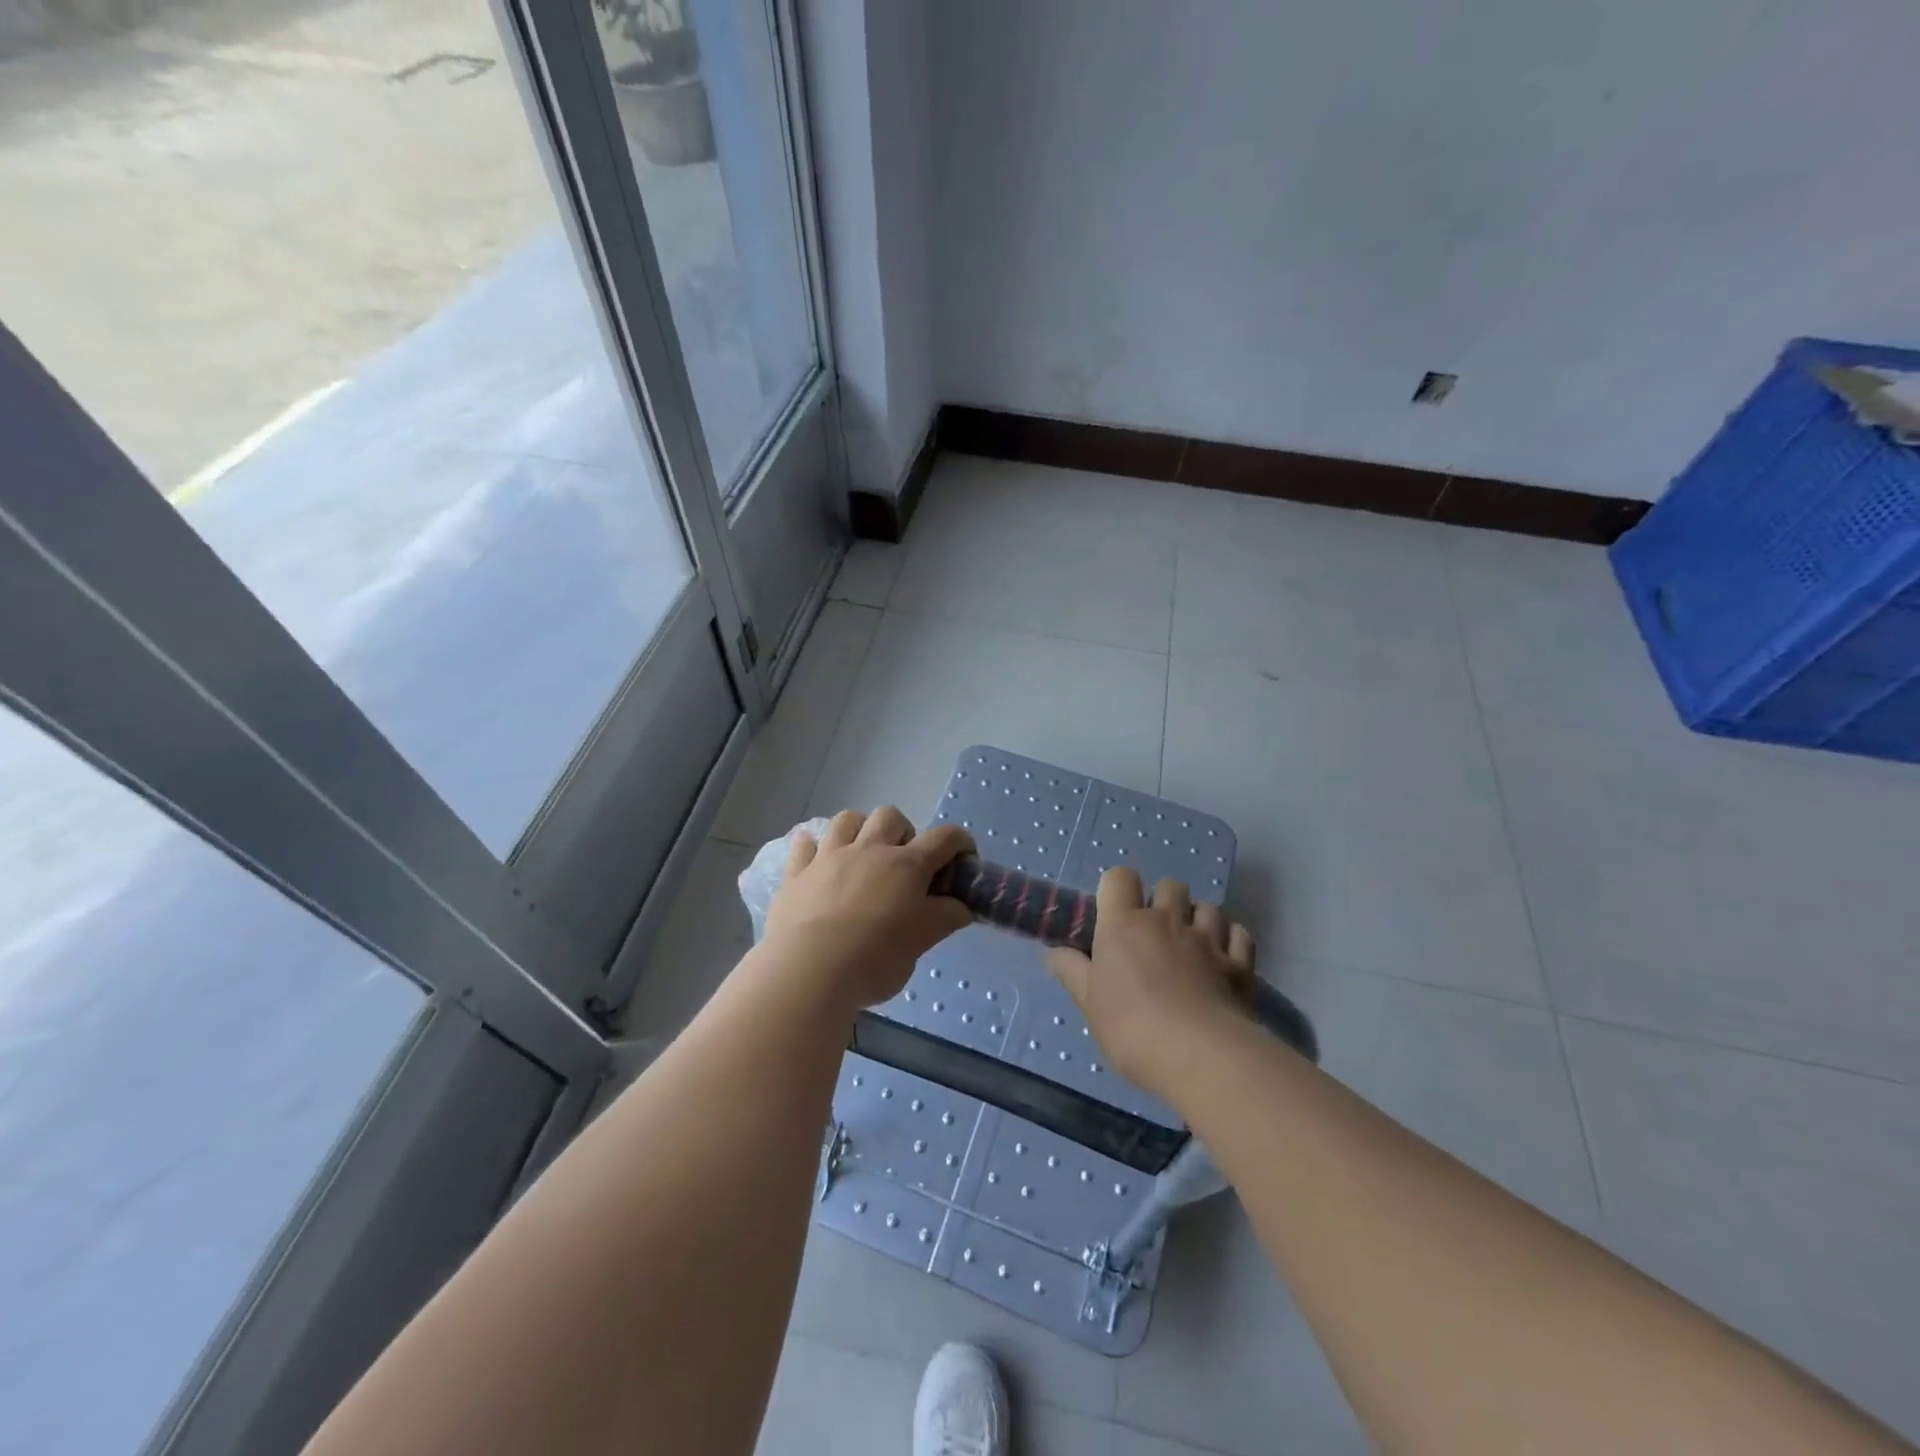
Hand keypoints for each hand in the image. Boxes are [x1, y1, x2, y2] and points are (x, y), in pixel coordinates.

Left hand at [763, 808, 973, 1012]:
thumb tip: (961, 906)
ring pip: (847, 820)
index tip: (963, 861)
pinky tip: (817, 861)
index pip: (944, 837)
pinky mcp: (797, 873)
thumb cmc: (875, 958)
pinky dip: (813, 848)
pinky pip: (804, 845)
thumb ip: (944, 918)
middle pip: (890, 816)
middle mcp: (869, 850)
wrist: (809, 971)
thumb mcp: (922, 942)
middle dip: (903, 832)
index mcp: (907, 865)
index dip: (960, 843)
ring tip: (862, 856)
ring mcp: (829, 857)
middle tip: (904, 864)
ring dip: (860, 830)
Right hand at [1044, 867, 1257, 1102]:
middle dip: (1163, 901)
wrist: (1201, 1056)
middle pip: (1169, 885)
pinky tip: (1223, 959)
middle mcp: (1167, 920)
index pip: (1120, 877)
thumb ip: (1072, 973)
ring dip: (1199, 919)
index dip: (1118, 888)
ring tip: (1192, 946)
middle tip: (1155, 934)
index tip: (1115, 914)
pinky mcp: (1240, 963)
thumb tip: (1054, 952)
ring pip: (1207, 906)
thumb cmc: (1132, 1028)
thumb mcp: (1090, 1005)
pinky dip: (1231, 940)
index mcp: (1124, 925)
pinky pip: (1239, 933)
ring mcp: (1208, 939)